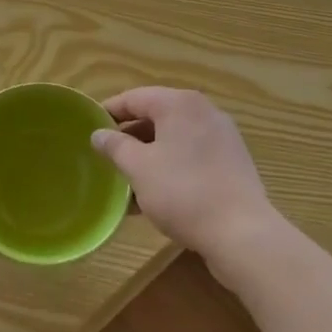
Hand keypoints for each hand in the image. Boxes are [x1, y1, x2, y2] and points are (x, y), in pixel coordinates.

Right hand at [92, 87, 278, 269]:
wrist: (242, 233)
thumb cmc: (183, 192)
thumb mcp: (139, 168)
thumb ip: (115, 146)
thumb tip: (98, 134)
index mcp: (179, 104)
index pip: (135, 97)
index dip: (109, 111)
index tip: (89, 127)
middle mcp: (203, 111)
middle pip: (156, 115)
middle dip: (130, 136)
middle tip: (107, 155)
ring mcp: (222, 136)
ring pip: (174, 138)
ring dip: (149, 154)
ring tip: (127, 179)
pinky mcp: (232, 161)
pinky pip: (192, 154)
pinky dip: (171, 165)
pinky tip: (156, 193)